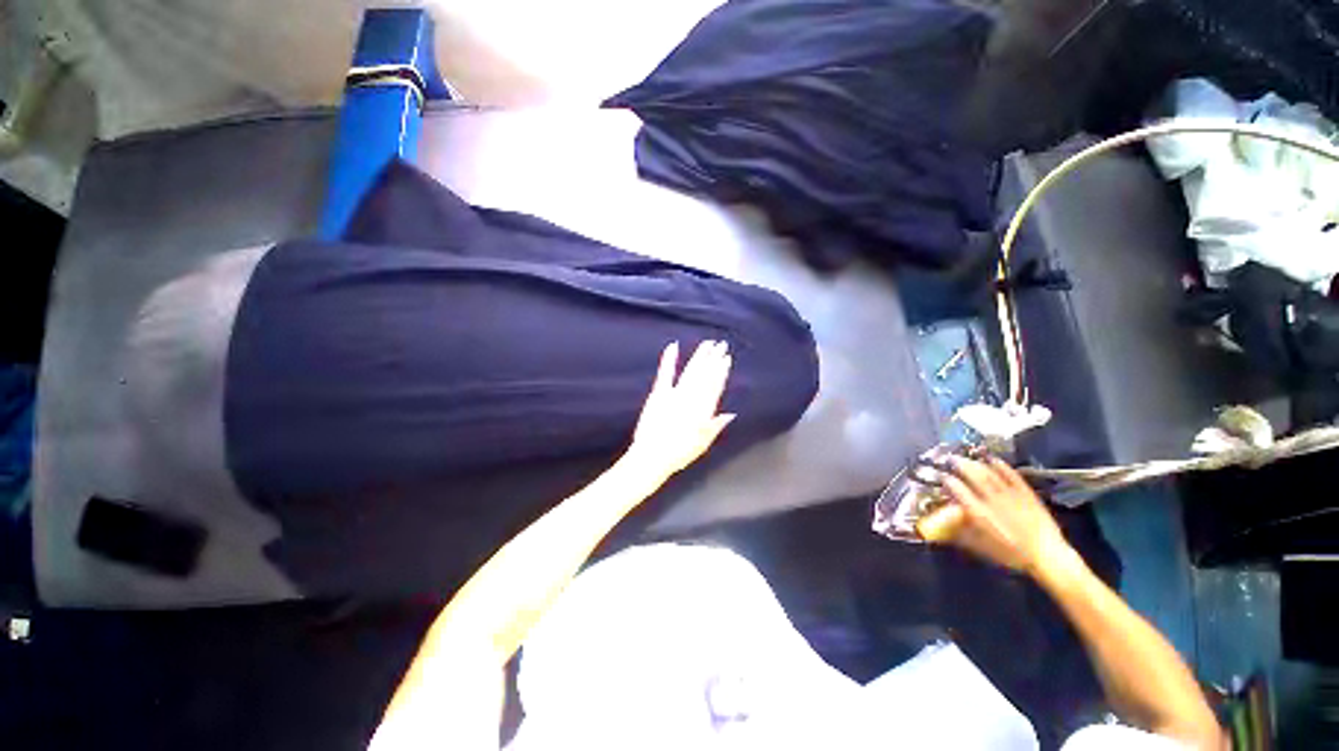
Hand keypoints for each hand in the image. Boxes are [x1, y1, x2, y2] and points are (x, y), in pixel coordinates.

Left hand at [628, 341, 735, 477]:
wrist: (652, 456)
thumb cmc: (678, 454)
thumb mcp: (702, 444)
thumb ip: (715, 426)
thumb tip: (730, 414)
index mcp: (703, 411)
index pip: (715, 386)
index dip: (721, 371)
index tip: (726, 358)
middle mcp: (691, 399)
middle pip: (705, 375)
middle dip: (713, 359)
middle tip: (721, 344)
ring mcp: (675, 395)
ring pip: (691, 371)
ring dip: (699, 357)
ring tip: (707, 344)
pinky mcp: (659, 394)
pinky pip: (666, 374)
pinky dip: (669, 360)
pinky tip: (673, 346)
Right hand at [921, 456, 1073, 575]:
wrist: (1047, 557)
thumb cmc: (1011, 555)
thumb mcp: (981, 547)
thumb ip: (961, 533)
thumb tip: (944, 524)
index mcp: (981, 515)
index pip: (960, 492)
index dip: (949, 482)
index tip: (942, 476)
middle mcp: (994, 502)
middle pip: (975, 478)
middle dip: (961, 466)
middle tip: (951, 459)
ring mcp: (1012, 496)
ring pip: (991, 475)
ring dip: (977, 464)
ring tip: (967, 457)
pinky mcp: (1027, 494)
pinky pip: (1012, 476)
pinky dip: (1002, 466)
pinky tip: (993, 459)